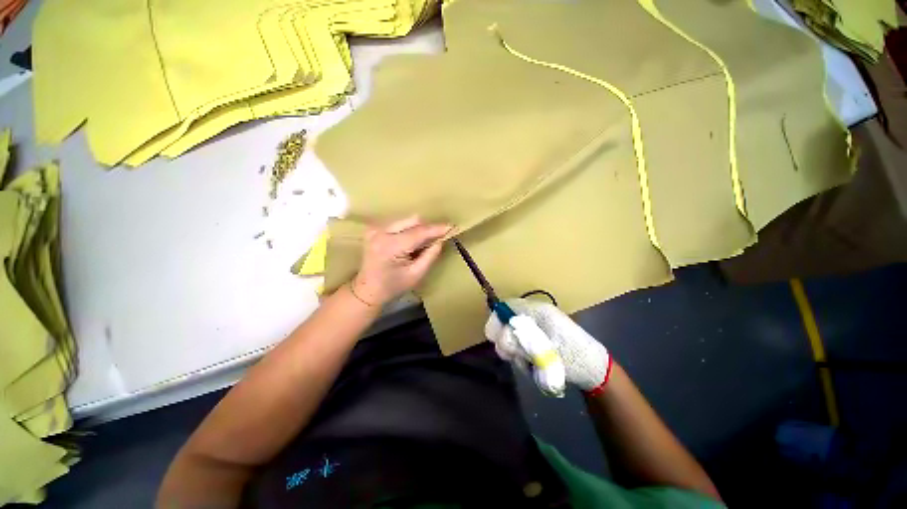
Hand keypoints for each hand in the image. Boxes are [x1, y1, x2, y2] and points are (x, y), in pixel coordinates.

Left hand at [351, 216, 450, 305]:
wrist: (368, 289)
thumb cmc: (393, 286)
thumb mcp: (416, 274)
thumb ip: (430, 255)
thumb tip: (441, 239)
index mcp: (390, 246)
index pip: (419, 232)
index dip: (436, 229)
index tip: (452, 227)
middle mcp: (381, 232)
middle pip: (413, 220)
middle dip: (427, 229)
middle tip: (436, 240)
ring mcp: (375, 229)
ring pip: (406, 220)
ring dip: (418, 229)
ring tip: (421, 244)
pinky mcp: (374, 228)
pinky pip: (398, 223)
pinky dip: (408, 230)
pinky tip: (410, 242)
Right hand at [485, 298, 611, 392]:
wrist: (595, 371)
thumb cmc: (573, 358)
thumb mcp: (545, 351)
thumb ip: (520, 343)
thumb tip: (498, 339)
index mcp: (539, 311)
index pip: (507, 306)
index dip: (497, 320)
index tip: (495, 339)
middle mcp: (536, 316)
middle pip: (507, 322)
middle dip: (506, 341)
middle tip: (513, 357)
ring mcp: (537, 328)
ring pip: (513, 336)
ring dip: (515, 352)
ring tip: (528, 364)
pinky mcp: (539, 339)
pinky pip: (521, 345)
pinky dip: (522, 356)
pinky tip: (532, 365)